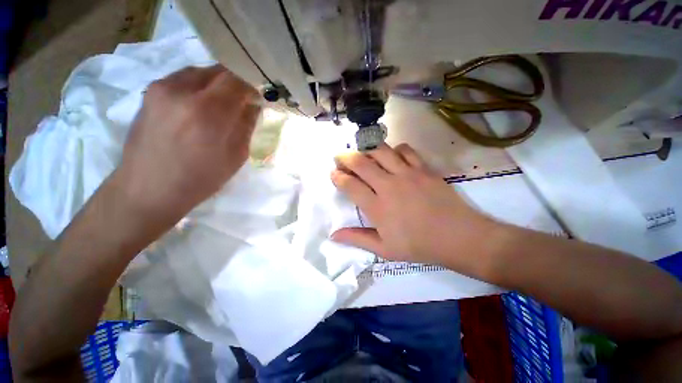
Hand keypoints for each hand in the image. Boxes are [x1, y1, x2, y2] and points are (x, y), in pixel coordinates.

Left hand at [114, 65, 259, 225]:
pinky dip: (198, 86)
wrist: (148, 188)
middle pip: (219, 71)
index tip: (256, 100)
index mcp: (209, 112)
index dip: (251, 87)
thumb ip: (246, 125)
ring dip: (216, 84)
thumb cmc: (200, 179)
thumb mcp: (236, 156)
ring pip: (201, 71)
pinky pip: (183, 78)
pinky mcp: (150, 91)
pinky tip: (198, 106)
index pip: (238, 81)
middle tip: (241, 102)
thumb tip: (253, 105)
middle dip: (235, 84)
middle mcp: (183, 91)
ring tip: (219, 105)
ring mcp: (162, 88)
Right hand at [331, 144, 497, 271]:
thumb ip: (357, 239)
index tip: (333, 174)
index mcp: (377, 207)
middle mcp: (388, 186)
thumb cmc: (419, 245)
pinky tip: (392, 156)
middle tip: (339, 158)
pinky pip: (405, 150)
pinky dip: (394, 149)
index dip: (337, 177)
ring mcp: (407, 174)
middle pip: (361, 163)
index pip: (350, 185)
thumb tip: (333, 235)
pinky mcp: (423, 168)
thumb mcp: (384, 249)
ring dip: (366, 149)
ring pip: (381, 151)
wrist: (458, 237)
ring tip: (362, 154)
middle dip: (345, 157)